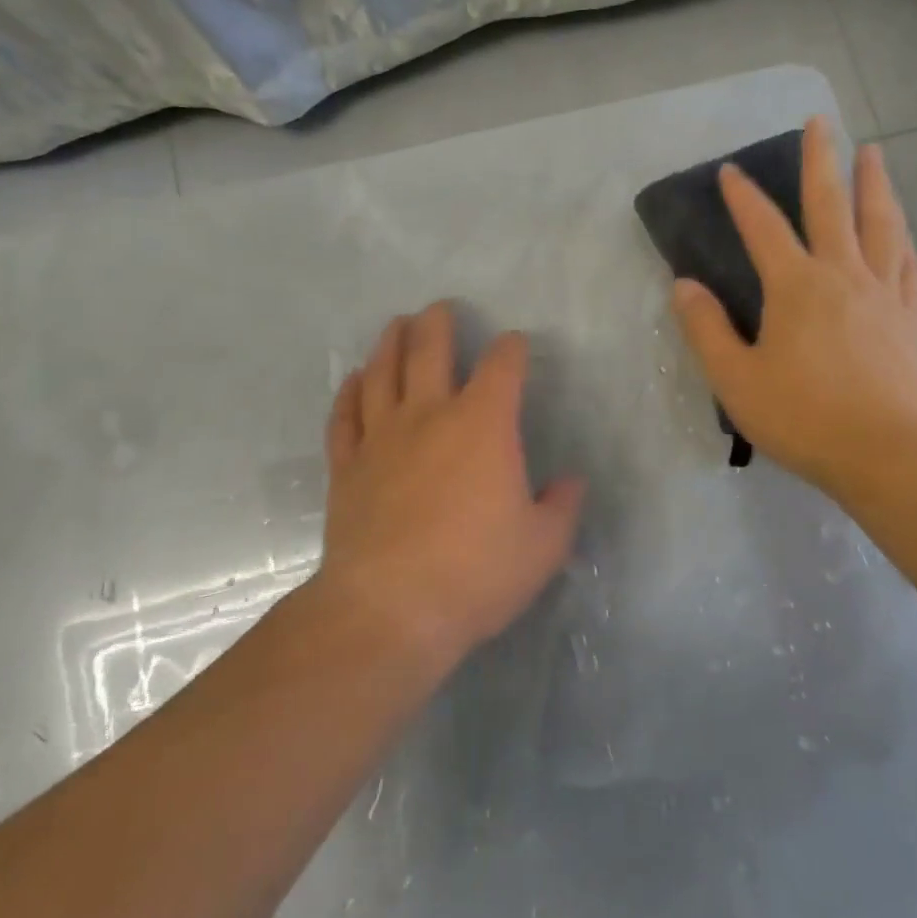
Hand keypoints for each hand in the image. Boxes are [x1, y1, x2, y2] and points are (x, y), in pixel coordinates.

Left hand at [318, 303, 585, 671]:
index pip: (502, 367)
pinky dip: (349, 392)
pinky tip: (353, 380)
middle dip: (438, 324)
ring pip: (382, 373)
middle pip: (429, 351)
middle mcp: (429, 416)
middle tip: (439, 309)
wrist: (391, 608)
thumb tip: (571, 481)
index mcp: (483, 425)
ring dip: (389, 344)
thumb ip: (562, 507)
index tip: (515, 344)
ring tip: (395, 326)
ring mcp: (381, 438)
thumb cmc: (476, 573)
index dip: (511, 348)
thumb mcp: (543, 546)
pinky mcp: (347, 466)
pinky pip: (345, 416)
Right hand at [671, 118, 916, 497]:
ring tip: (873, 154)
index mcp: (796, 286)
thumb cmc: (802, 416)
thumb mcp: (735, 378)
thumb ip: (706, 328)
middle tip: (821, 122)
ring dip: (874, 185)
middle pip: (832, 206)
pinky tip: (902, 234)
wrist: (886, 454)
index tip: (730, 171)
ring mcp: (882, 295)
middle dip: (822, 161)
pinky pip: (907, 268)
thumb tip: (683, 286)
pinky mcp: (907, 321)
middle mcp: (843, 276)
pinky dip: (902, 241)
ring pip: (881, 225)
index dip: (743, 198)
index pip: (764, 229)